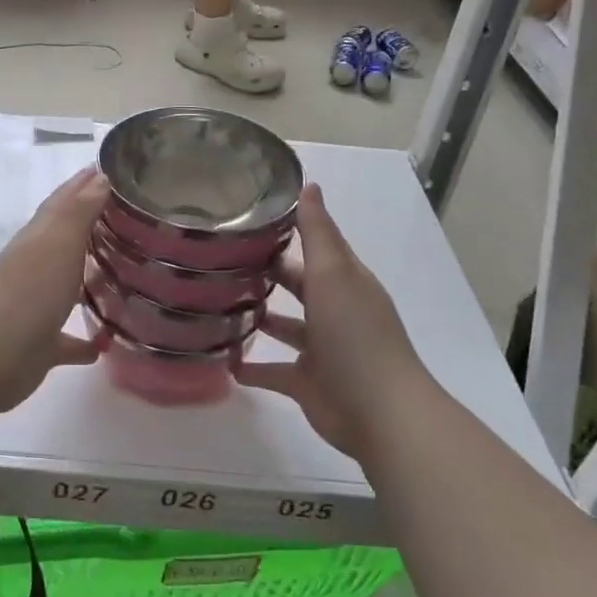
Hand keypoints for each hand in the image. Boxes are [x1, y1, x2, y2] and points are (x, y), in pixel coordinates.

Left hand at [0, 166, 109, 410]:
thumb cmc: (29, 289)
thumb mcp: (58, 240)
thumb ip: (79, 210)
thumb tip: (98, 176)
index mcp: (38, 239)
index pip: (62, 204)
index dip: (81, 186)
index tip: (106, 171)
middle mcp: (35, 269)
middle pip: (63, 244)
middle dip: (89, 232)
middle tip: (126, 222)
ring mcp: (35, 308)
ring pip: (65, 290)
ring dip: (86, 284)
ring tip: (122, 278)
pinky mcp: (39, 347)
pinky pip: (66, 341)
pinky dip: (83, 341)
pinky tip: (105, 343)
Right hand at [240, 184, 435, 458]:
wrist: (379, 411)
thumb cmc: (355, 333)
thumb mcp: (334, 273)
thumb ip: (318, 232)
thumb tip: (310, 185)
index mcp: (345, 281)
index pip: (316, 247)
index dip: (289, 231)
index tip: (247, 219)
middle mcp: (334, 311)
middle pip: (298, 285)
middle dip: (269, 273)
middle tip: (222, 260)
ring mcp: (322, 350)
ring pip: (286, 327)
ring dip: (259, 317)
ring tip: (217, 305)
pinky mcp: (307, 384)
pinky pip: (274, 372)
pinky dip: (252, 369)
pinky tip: (225, 361)